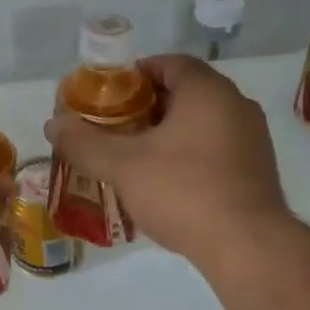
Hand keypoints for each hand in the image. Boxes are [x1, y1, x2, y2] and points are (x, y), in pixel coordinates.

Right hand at [44, 55, 289, 267]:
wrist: (247, 246)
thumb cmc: (183, 192)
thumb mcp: (123, 166)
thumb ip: (84, 143)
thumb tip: (52, 124)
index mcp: (207, 91)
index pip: (169, 63)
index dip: (135, 74)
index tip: (109, 96)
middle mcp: (236, 104)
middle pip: (185, 92)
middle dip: (147, 106)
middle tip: (115, 127)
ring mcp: (253, 137)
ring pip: (201, 121)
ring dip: (169, 131)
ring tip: (135, 155)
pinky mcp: (258, 168)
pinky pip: (216, 146)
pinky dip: (190, 153)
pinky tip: (167, 181)